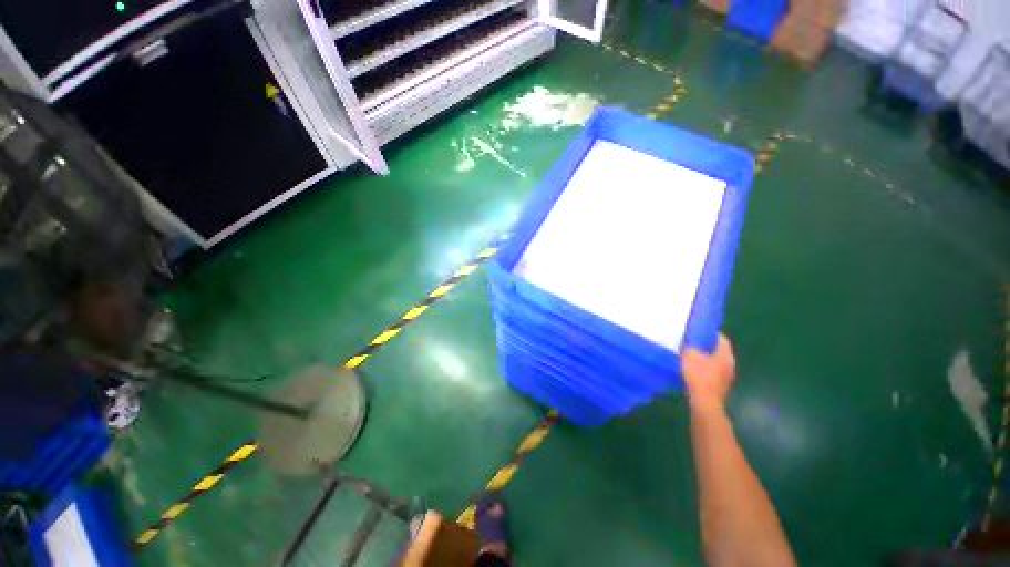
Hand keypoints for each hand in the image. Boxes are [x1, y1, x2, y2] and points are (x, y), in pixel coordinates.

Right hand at [681, 334, 735, 413]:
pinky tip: (693, 370)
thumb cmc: (698, 375)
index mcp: (725, 355)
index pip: (722, 339)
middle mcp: (730, 364)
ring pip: (716, 362)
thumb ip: (689, 346)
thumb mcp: (689, 355)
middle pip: (719, 350)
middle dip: (707, 346)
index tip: (699, 331)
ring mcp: (727, 376)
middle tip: (693, 343)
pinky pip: (713, 372)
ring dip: (706, 358)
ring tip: (691, 356)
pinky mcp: (721, 386)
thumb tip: (689, 343)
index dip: (711, 333)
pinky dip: (705, 369)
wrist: (704, 402)